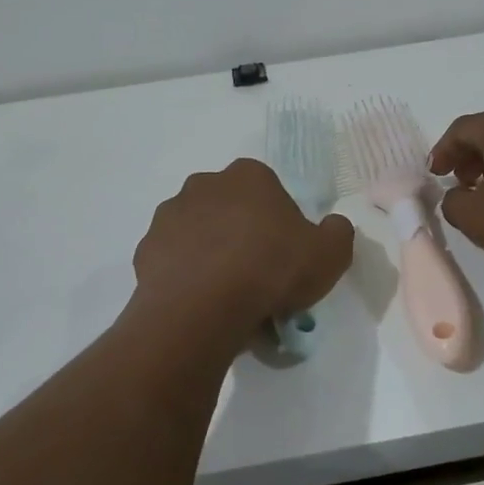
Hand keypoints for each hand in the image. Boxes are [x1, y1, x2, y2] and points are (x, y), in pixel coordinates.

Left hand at [132, 159, 354, 332]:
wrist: (202, 308)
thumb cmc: (271, 271)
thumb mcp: (330, 254)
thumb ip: (337, 232)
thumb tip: (333, 226)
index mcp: (249, 176)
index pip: (269, 190)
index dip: (279, 222)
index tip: (285, 254)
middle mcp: (204, 184)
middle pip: (230, 207)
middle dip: (241, 232)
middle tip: (256, 274)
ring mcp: (170, 214)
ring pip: (198, 231)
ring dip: (210, 251)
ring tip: (226, 294)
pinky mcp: (146, 248)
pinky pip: (173, 259)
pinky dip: (185, 274)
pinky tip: (199, 301)